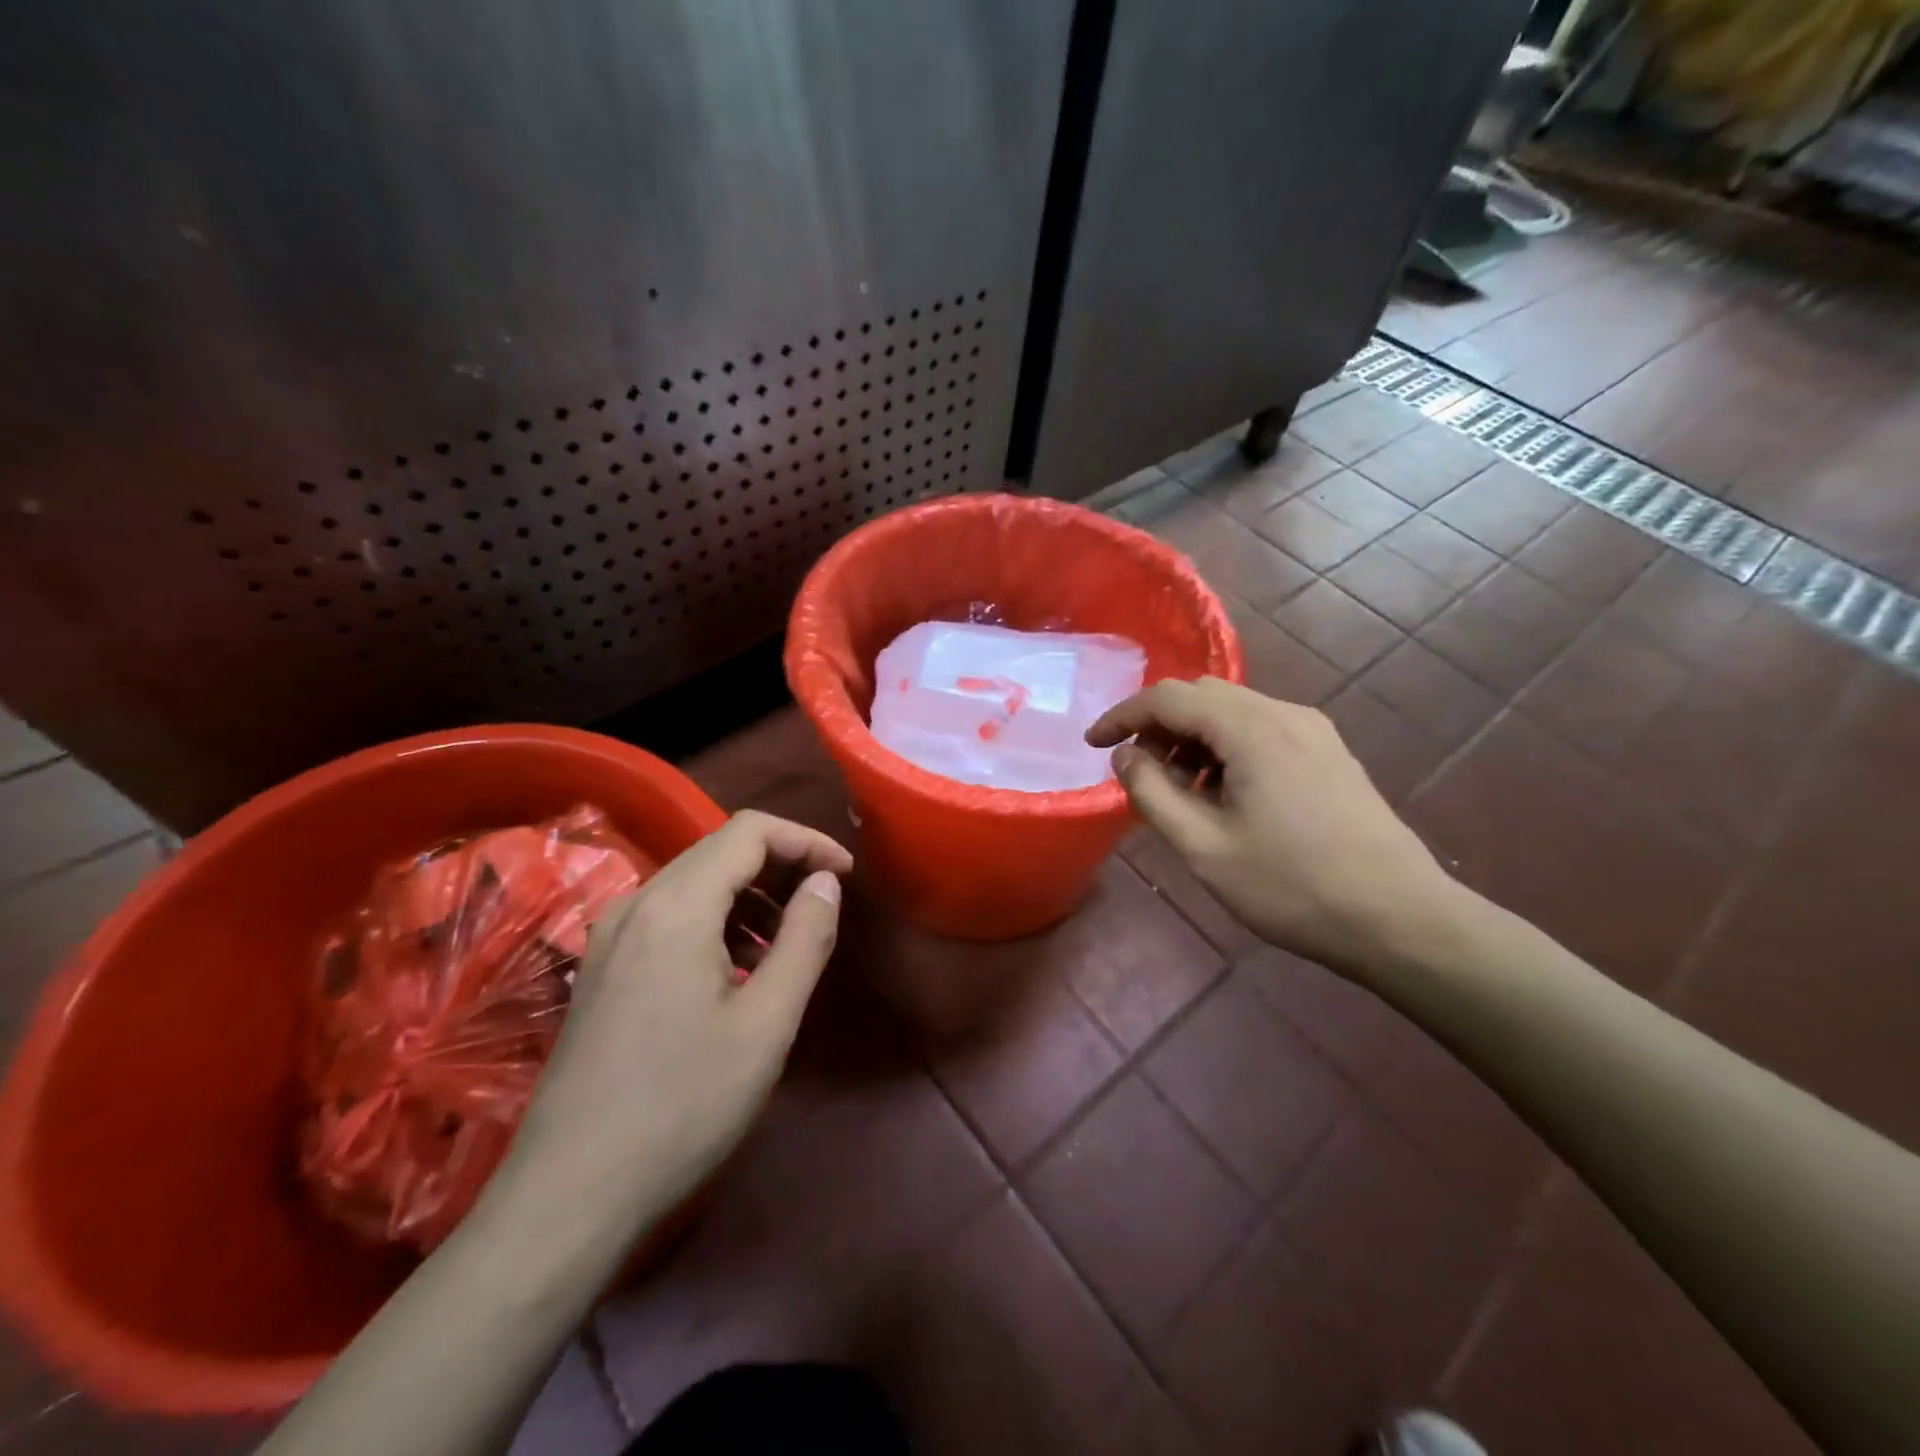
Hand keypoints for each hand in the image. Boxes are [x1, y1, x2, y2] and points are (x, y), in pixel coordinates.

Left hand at [501, 810, 852, 1225]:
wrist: (570, 1194)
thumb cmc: (683, 1105)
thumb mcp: (767, 1022)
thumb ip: (805, 938)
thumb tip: (826, 882)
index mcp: (676, 905)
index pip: (750, 831)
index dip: (805, 840)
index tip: (846, 874)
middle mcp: (636, 903)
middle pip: (719, 850)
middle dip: (781, 864)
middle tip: (825, 903)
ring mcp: (610, 936)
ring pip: (694, 883)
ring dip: (750, 896)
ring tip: (788, 942)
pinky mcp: (602, 968)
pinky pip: (670, 917)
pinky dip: (717, 922)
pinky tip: (738, 970)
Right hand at [1087, 678, 1458, 980]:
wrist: (1400, 919)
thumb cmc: (1292, 887)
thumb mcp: (1203, 847)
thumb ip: (1152, 793)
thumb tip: (1125, 755)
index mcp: (1251, 729)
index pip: (1168, 697)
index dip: (1123, 716)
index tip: (1092, 745)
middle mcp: (1284, 714)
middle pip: (1201, 696)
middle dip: (1158, 726)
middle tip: (1138, 773)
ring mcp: (1313, 731)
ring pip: (1232, 712)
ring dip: (1192, 738)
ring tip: (1178, 792)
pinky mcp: (1328, 752)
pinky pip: (1261, 730)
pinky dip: (1225, 748)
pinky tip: (1223, 795)